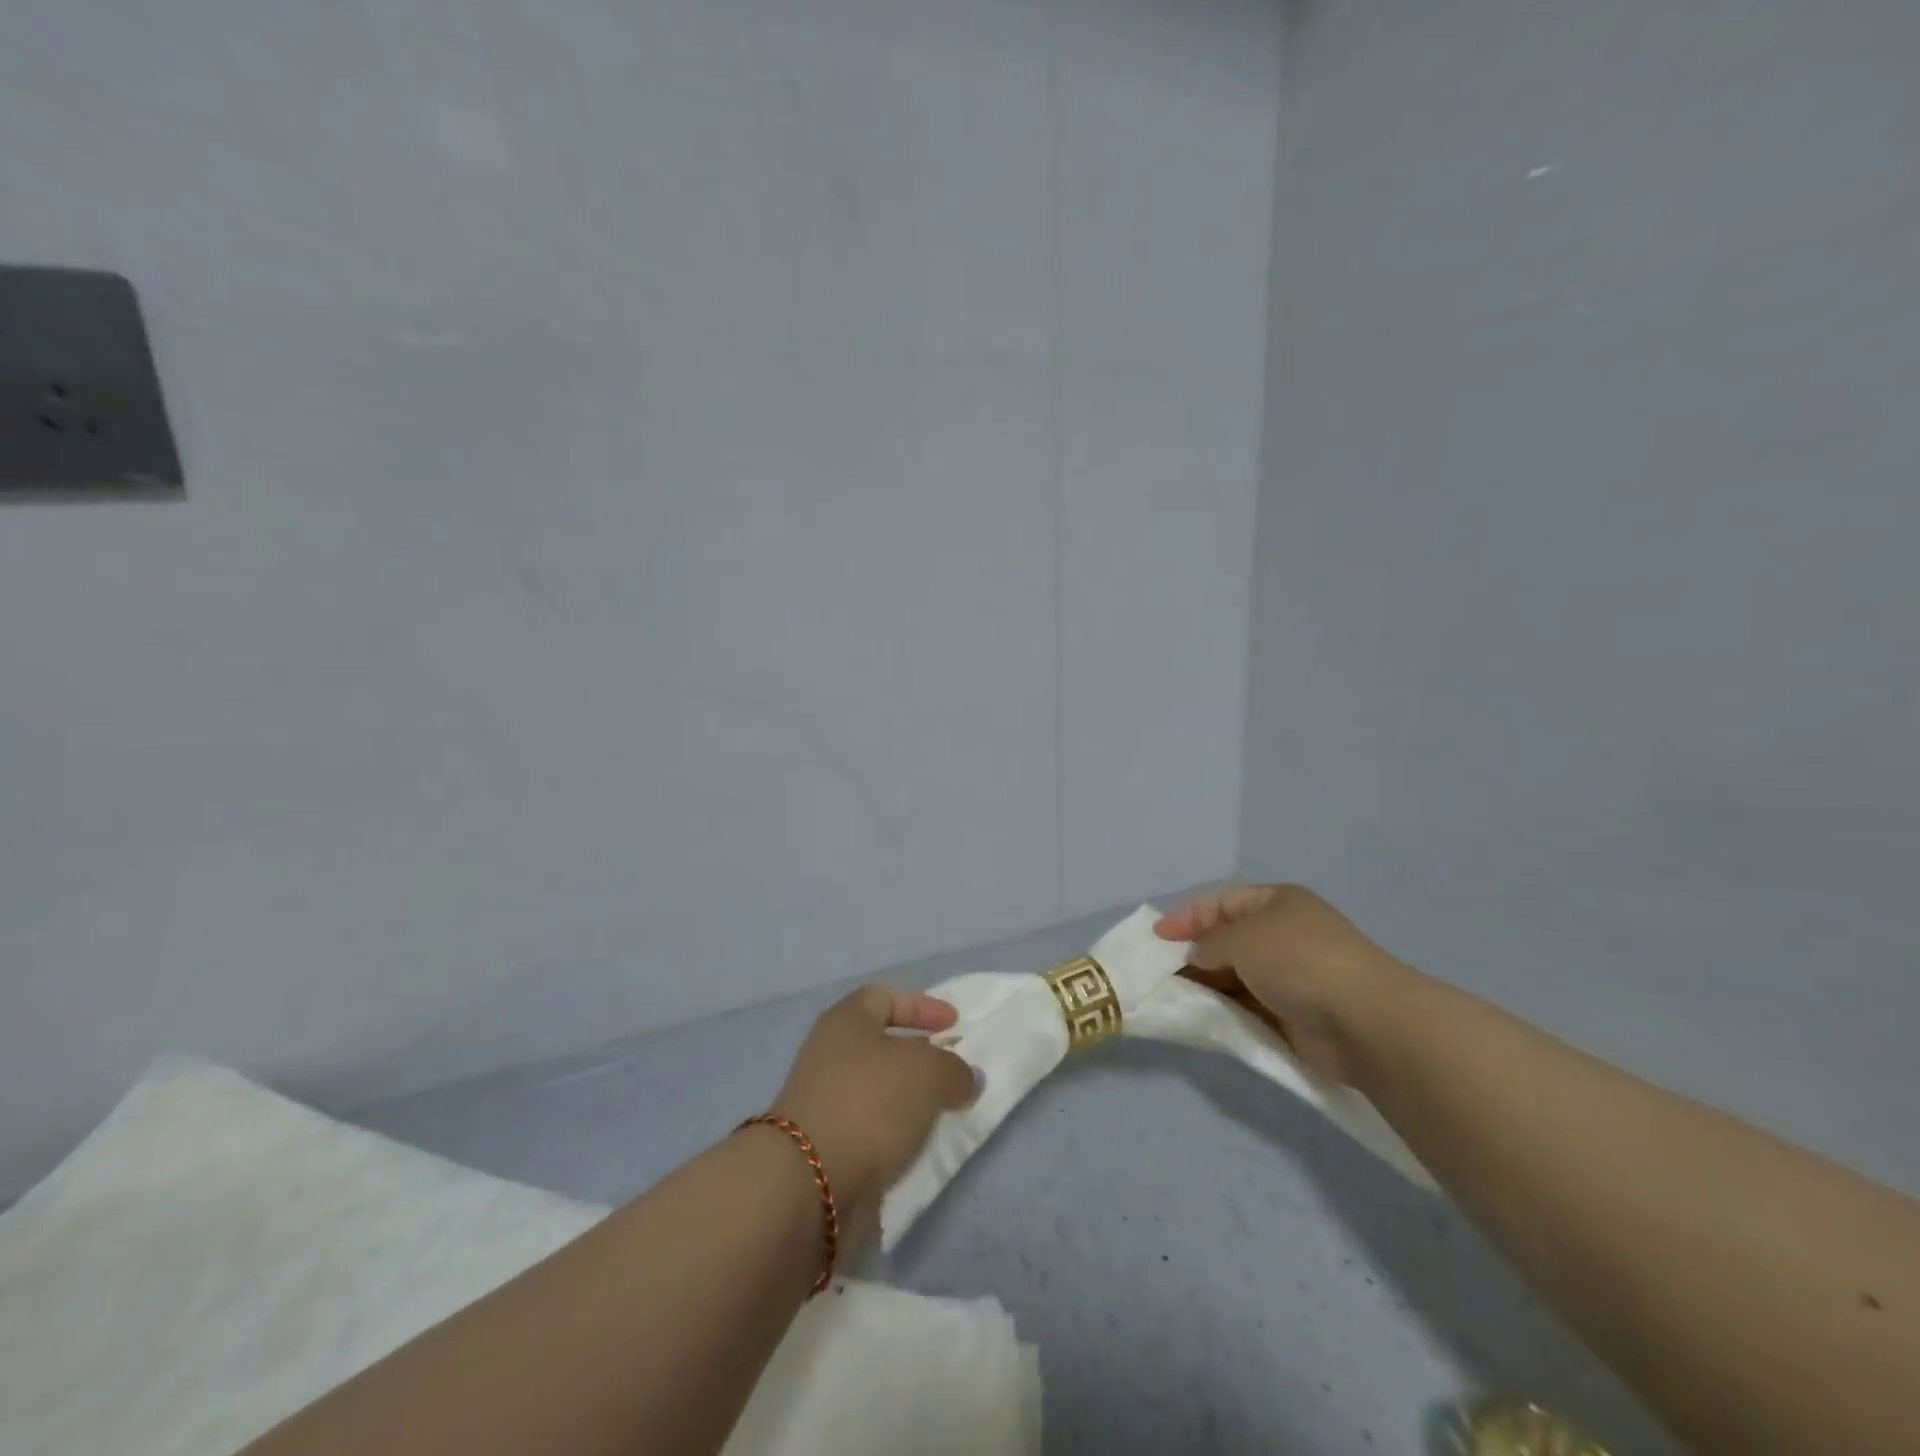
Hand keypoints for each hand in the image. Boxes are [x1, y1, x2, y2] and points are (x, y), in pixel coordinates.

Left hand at [771, 986, 977, 1232]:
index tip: (954, 1025)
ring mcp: (822, 1099)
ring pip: (876, 1089)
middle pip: (880, 1044)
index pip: (885, 996)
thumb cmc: (871, 1102)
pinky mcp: (822, 1144)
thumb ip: (954, 1069)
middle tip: (951, 1071)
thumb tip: (963, 1079)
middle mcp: (828, 1052)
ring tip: (942, 1112)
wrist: (809, 1181)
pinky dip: (894, 1132)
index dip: (922, 1006)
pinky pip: (869, 1126)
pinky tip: (918, 1145)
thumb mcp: (929, 1072)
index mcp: (846, 1020)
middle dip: (919, 1056)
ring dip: (909, 1099)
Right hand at [1156, 883, 1413, 1084]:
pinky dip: (1225, 1010)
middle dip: (1193, 954)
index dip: (1187, 917)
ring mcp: (1290, 975)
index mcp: (1276, 903)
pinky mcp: (1292, 1014)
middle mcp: (1282, 934)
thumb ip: (1208, 943)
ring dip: (1206, 984)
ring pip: (1235, 976)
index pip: (1221, 903)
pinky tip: (1201, 1016)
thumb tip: (1195, 956)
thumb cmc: (1297, 960)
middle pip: (1226, 940)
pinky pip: (1247, 1006)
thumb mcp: (1241, 938)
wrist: (1362, 1020)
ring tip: (1172, 996)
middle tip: (1158, 972)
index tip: (1156, 937)